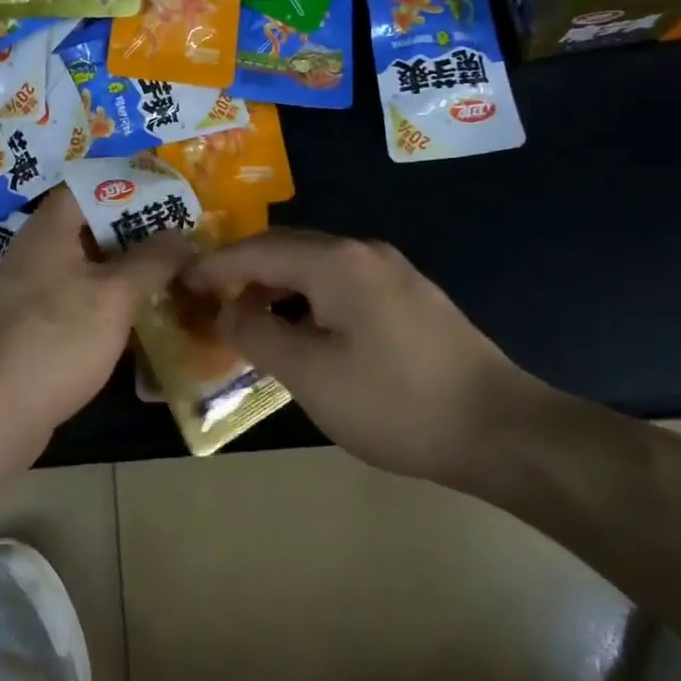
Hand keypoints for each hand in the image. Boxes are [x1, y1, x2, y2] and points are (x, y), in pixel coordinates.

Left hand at [0, 193, 192, 444]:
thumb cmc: (60, 337)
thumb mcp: (115, 294)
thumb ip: (152, 260)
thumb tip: (181, 235)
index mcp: (48, 230)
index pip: (87, 188)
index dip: (128, 189)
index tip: (166, 199)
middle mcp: (34, 253)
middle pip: (88, 229)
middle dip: (133, 235)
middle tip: (176, 242)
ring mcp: (29, 292)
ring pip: (84, 269)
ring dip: (121, 273)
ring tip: (165, 278)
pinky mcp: (32, 327)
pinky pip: (74, 302)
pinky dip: (104, 304)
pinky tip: (135, 321)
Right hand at [180, 229, 542, 485]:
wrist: (502, 431)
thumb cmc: (394, 402)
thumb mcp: (310, 374)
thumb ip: (257, 333)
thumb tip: (229, 309)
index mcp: (336, 262)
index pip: (256, 250)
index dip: (213, 266)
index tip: (179, 283)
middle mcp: (363, 252)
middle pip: (285, 249)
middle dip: (241, 272)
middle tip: (205, 299)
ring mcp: (391, 273)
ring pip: (314, 267)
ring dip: (275, 287)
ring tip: (245, 318)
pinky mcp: (408, 298)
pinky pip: (340, 285)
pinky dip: (306, 300)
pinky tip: (298, 330)